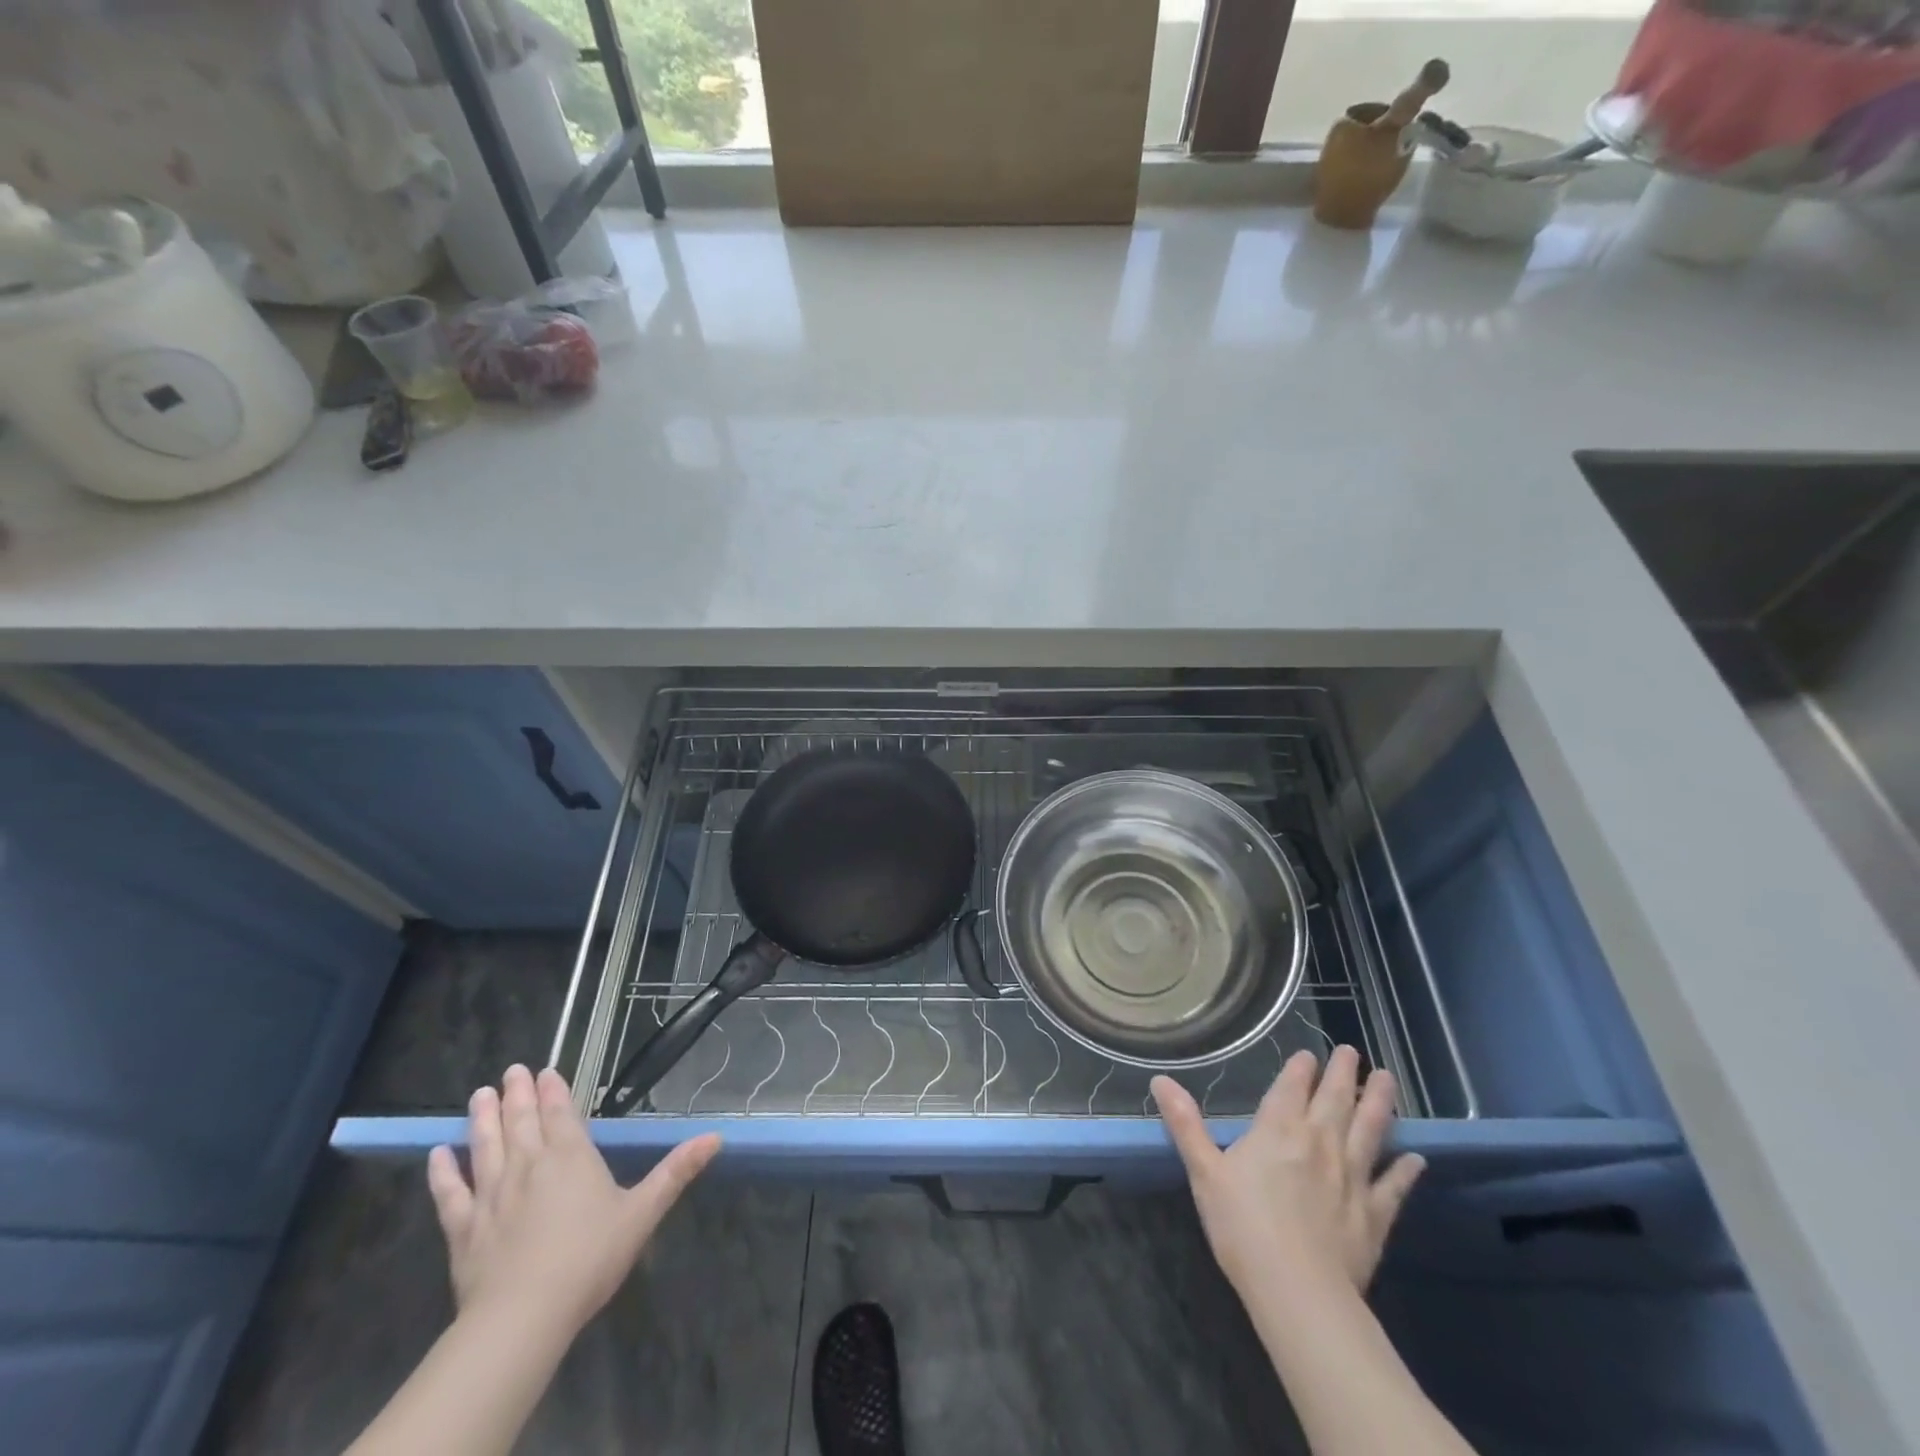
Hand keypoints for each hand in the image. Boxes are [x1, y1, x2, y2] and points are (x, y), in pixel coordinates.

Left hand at [426, 1065, 720, 1338]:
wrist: (523, 1316)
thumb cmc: (589, 1259)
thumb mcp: (642, 1213)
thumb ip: (676, 1172)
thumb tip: (716, 1137)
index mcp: (571, 1157)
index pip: (560, 1113)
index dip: (553, 1091)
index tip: (544, 1072)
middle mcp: (529, 1165)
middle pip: (521, 1122)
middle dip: (517, 1094)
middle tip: (511, 1070)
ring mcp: (492, 1196)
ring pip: (486, 1146)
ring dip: (482, 1118)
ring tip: (480, 1093)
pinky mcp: (463, 1229)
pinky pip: (450, 1194)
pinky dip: (443, 1172)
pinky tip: (436, 1154)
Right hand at [1153, 1047, 1423, 1299]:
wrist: (1299, 1292)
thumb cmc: (1243, 1227)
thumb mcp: (1204, 1172)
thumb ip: (1185, 1123)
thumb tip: (1160, 1079)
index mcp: (1278, 1130)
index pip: (1292, 1087)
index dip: (1300, 1068)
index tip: (1309, 1053)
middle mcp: (1319, 1142)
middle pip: (1336, 1098)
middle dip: (1344, 1072)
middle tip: (1352, 1051)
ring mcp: (1352, 1177)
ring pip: (1370, 1130)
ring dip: (1380, 1103)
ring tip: (1388, 1080)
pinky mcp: (1374, 1214)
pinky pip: (1393, 1186)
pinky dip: (1405, 1170)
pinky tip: (1417, 1158)